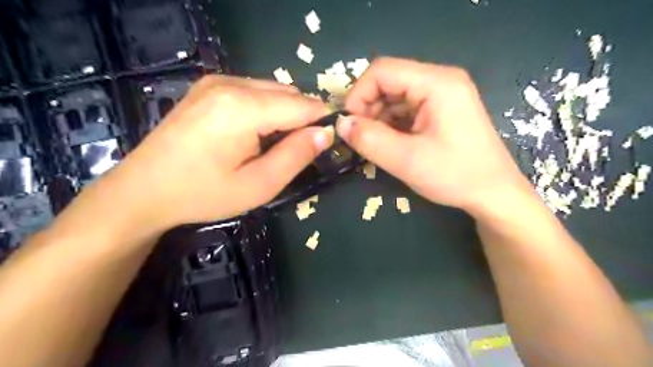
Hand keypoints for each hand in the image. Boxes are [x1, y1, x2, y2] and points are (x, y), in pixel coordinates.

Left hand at [91, 74, 331, 230]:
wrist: (143, 190)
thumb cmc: (203, 194)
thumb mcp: (259, 184)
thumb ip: (296, 155)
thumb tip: (326, 133)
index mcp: (244, 107)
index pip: (302, 105)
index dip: (322, 121)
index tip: (330, 141)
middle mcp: (231, 83)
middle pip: (288, 94)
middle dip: (302, 118)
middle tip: (298, 151)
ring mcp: (216, 81)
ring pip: (272, 90)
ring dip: (284, 113)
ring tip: (274, 144)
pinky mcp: (207, 87)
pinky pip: (253, 91)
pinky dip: (265, 108)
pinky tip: (253, 133)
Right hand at [340, 58, 531, 214]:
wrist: (494, 194)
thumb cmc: (455, 175)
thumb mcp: (406, 160)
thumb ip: (369, 139)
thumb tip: (340, 124)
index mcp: (437, 83)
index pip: (382, 70)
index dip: (358, 94)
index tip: (349, 125)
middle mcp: (440, 80)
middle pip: (389, 82)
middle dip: (368, 109)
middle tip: (361, 139)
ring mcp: (442, 95)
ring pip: (395, 97)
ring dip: (379, 119)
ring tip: (376, 145)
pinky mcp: (441, 110)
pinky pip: (406, 109)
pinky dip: (392, 124)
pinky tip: (391, 144)